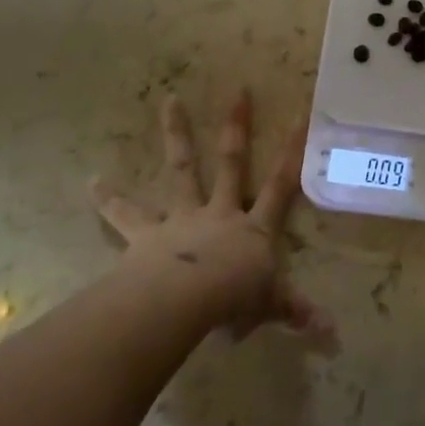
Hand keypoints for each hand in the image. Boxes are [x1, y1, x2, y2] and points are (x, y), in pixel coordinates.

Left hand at [94, 91, 334, 348]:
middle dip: (236, 127)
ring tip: (169, 100)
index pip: (280, 185)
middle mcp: (220, 212)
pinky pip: (126, 214)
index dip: (292, 152)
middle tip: (238, 91)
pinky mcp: (148, 234)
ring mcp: (183, 217)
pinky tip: (91, 181)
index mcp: (254, 228)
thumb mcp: (270, 306)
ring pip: (182, 168)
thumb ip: (296, 312)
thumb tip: (333, 333)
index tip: (301, 116)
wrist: (185, 301)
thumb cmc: (233, 300)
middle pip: (231, 163)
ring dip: (176, 134)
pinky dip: (109, 199)